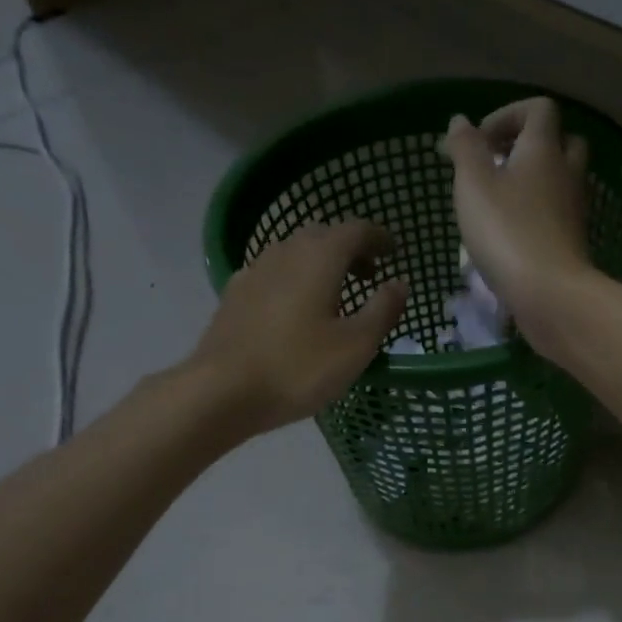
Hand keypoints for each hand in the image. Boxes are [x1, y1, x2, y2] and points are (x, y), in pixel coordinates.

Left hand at [190, 220, 408, 435]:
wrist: (222, 391)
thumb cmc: (298, 367)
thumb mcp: (356, 345)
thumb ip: (383, 309)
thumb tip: (399, 283)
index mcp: (319, 257)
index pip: (356, 230)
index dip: (379, 238)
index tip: (395, 252)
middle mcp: (285, 251)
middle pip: (323, 236)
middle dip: (350, 249)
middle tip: (369, 275)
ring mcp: (255, 271)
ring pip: (295, 253)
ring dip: (321, 264)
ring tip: (336, 294)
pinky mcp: (235, 295)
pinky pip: (274, 274)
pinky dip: (295, 281)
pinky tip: (296, 310)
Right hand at [442, 98, 597, 339]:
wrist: (550, 293)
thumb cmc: (507, 232)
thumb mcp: (473, 184)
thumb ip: (465, 149)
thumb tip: (460, 121)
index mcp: (544, 149)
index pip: (538, 108)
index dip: (508, 114)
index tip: (480, 141)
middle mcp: (566, 172)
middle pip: (559, 141)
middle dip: (527, 146)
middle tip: (495, 166)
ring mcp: (574, 209)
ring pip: (560, 180)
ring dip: (532, 182)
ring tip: (498, 202)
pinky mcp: (572, 241)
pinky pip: (557, 213)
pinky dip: (537, 213)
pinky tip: (511, 233)